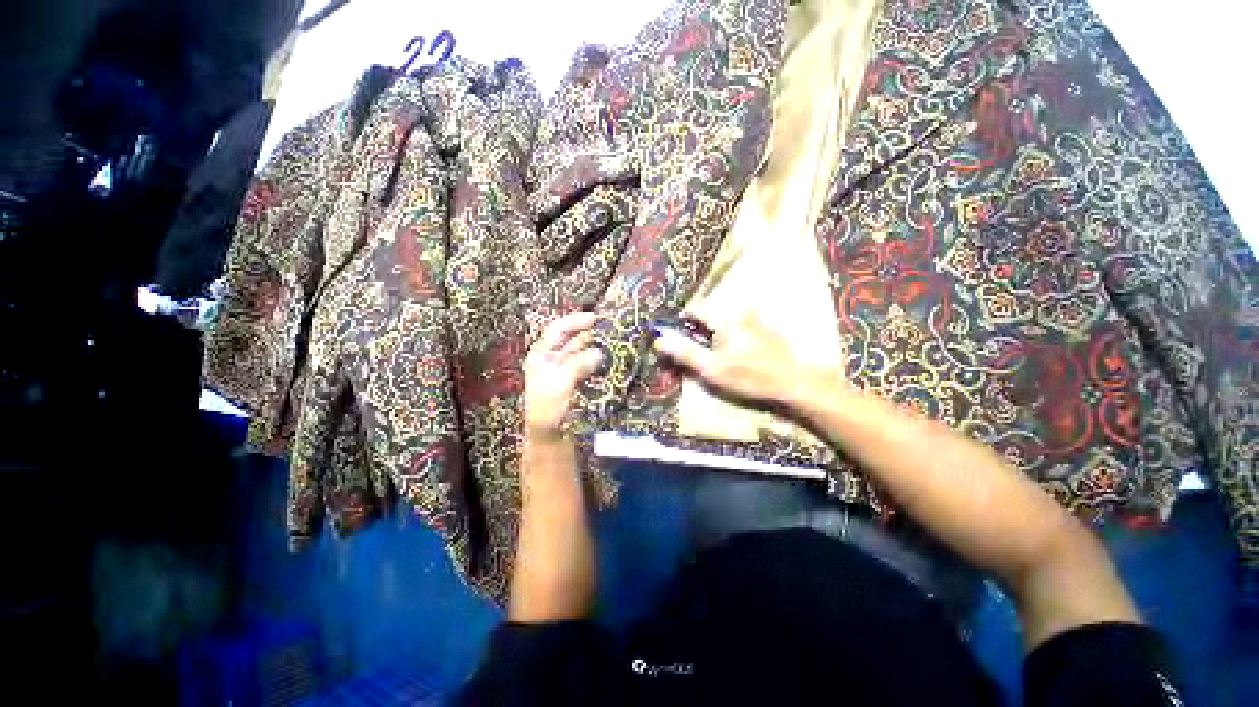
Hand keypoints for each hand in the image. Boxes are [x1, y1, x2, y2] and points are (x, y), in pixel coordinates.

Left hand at [524, 312, 603, 439]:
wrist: (549, 436)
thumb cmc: (547, 409)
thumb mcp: (560, 384)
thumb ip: (578, 365)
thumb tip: (599, 352)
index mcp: (541, 355)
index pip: (558, 330)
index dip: (575, 321)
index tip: (595, 318)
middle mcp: (553, 359)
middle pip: (572, 339)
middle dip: (590, 332)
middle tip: (611, 328)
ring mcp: (565, 370)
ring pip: (582, 352)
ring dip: (596, 346)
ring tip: (614, 341)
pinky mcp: (576, 381)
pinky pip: (589, 365)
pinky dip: (598, 361)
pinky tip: (610, 359)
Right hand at [653, 308, 833, 406]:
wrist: (794, 383)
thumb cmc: (749, 376)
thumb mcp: (711, 368)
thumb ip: (684, 352)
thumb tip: (659, 340)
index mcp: (724, 317)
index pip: (694, 309)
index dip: (680, 322)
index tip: (675, 340)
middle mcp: (739, 311)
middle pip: (707, 315)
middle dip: (696, 332)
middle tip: (695, 355)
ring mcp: (754, 319)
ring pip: (722, 322)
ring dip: (712, 336)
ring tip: (713, 359)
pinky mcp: (763, 329)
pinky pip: (737, 327)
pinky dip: (727, 338)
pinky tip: (734, 357)